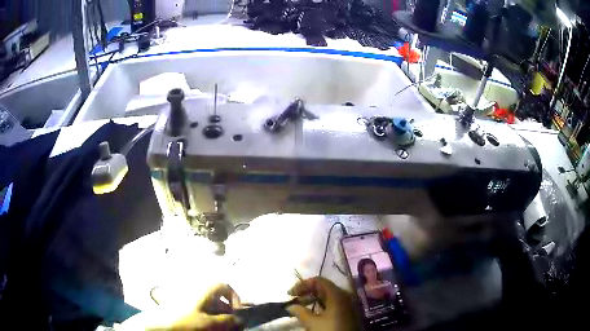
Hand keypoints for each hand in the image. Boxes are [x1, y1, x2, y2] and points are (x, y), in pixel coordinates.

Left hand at [119, 284, 243, 330]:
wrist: (158, 324)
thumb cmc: (186, 321)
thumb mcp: (210, 323)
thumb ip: (228, 321)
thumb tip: (240, 320)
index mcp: (204, 290)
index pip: (225, 286)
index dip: (234, 298)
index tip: (236, 313)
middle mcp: (197, 290)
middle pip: (218, 298)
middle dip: (227, 312)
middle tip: (229, 326)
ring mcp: (188, 298)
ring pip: (210, 305)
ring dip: (217, 317)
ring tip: (218, 329)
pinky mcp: (182, 306)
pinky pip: (200, 310)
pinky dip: (207, 318)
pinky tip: (206, 327)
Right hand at [286, 277, 358, 330]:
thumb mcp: (313, 323)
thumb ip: (300, 312)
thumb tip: (290, 306)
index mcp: (337, 294)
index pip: (319, 281)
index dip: (303, 284)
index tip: (290, 294)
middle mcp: (344, 296)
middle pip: (323, 287)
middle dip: (307, 292)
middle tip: (294, 300)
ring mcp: (347, 304)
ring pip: (328, 296)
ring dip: (312, 299)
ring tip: (300, 307)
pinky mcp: (347, 312)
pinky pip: (332, 303)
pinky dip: (320, 305)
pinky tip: (312, 312)